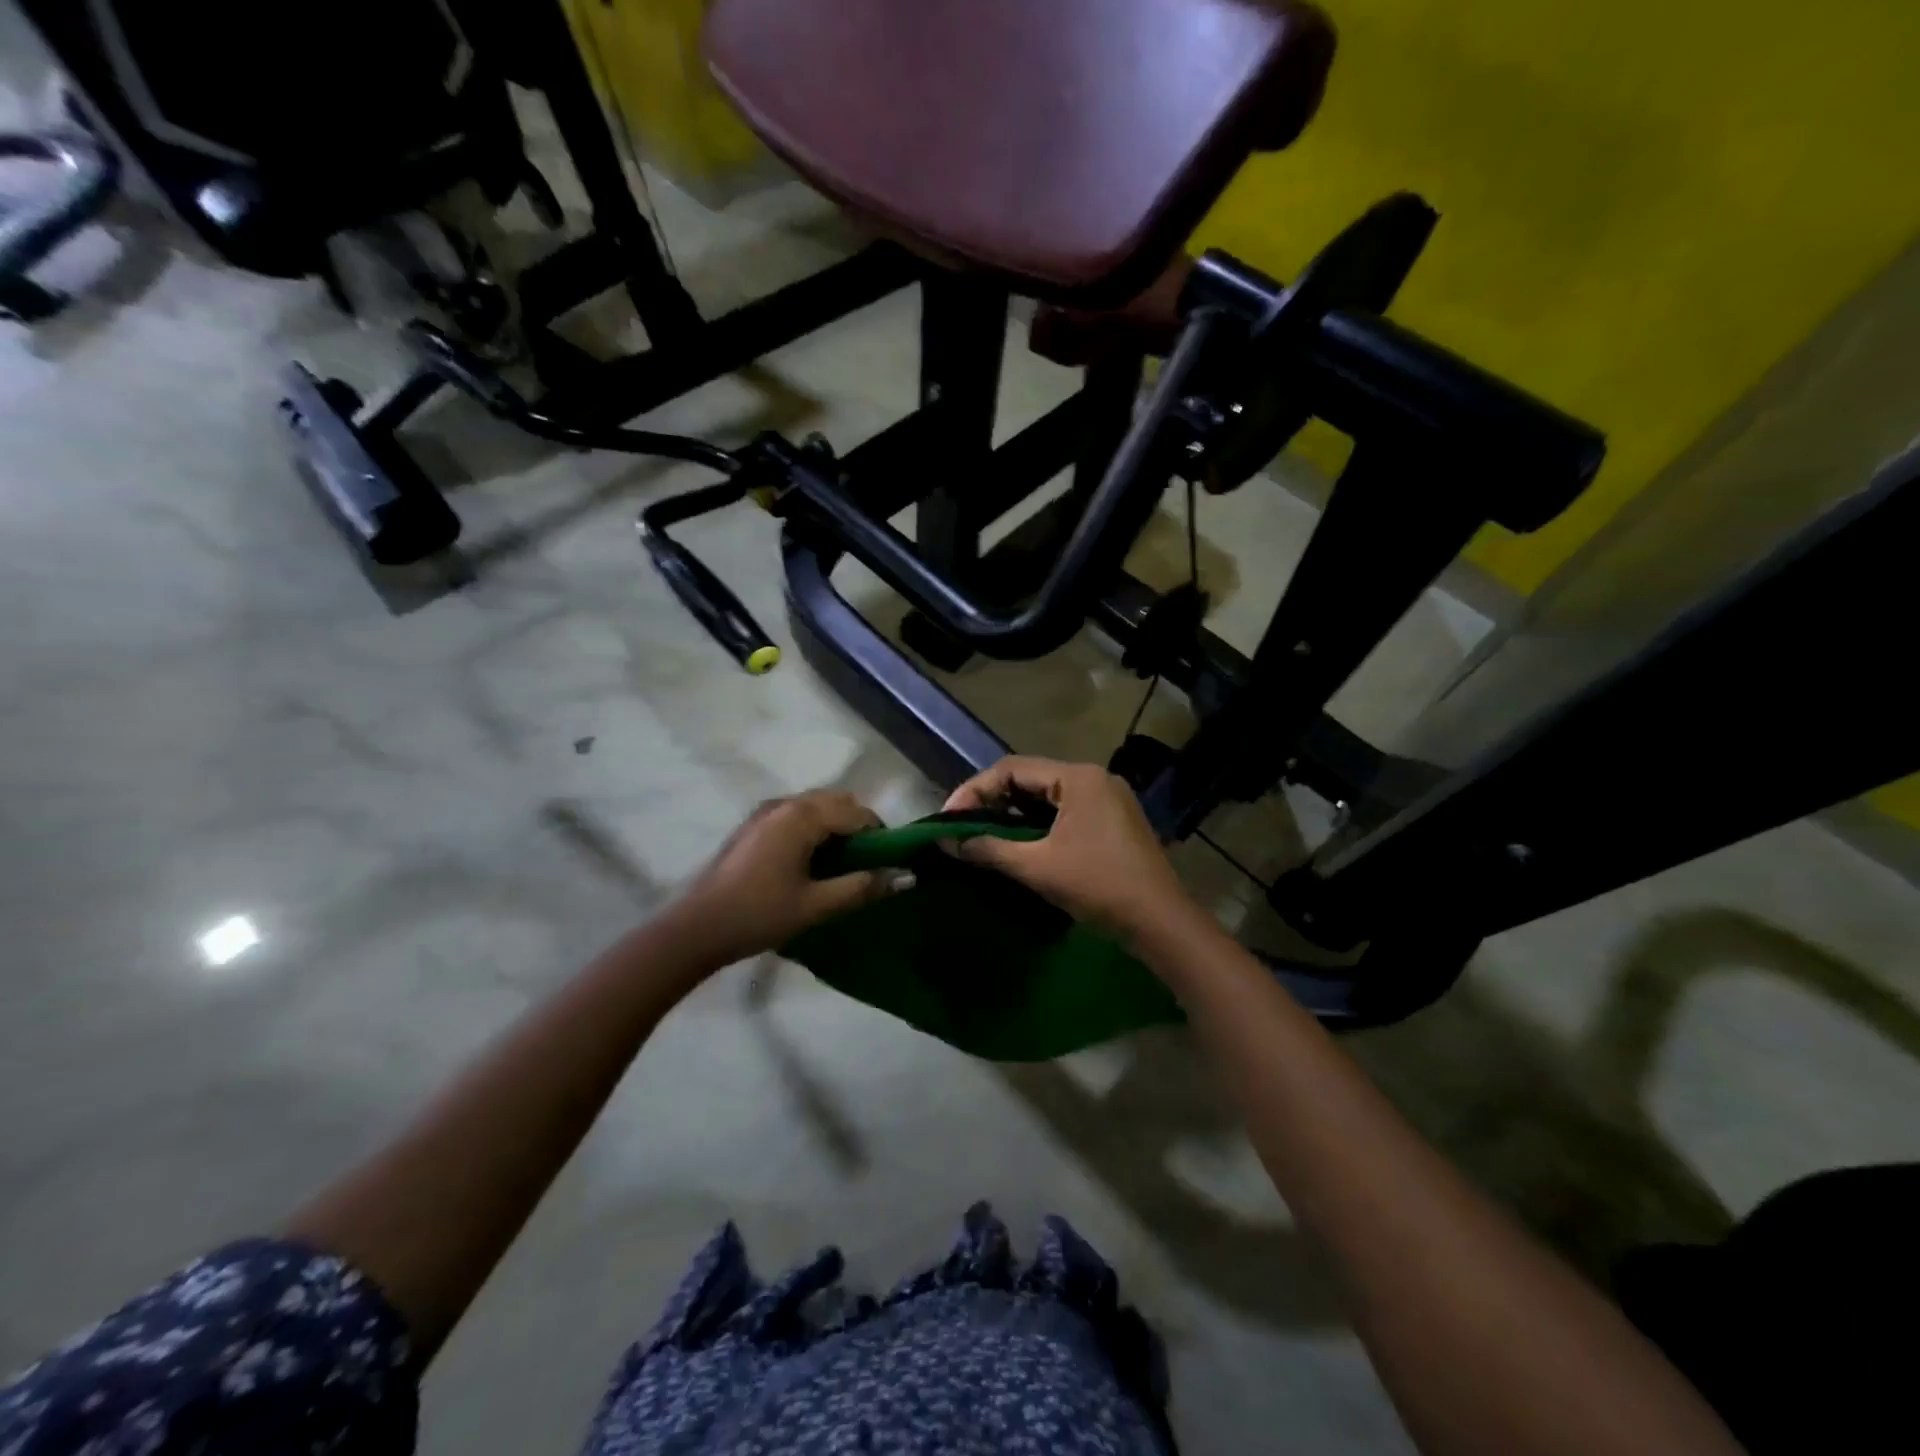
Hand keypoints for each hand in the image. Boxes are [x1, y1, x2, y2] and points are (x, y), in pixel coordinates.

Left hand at [668, 791, 906, 964]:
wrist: (697, 928)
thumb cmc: (759, 914)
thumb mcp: (816, 905)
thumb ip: (862, 887)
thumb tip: (905, 876)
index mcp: (802, 817)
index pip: (856, 813)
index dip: (880, 834)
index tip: (891, 861)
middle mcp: (785, 804)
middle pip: (836, 801)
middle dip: (858, 824)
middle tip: (867, 861)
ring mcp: (765, 812)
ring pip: (815, 806)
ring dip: (835, 824)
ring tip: (841, 863)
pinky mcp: (752, 825)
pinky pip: (795, 814)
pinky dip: (813, 827)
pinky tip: (810, 860)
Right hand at [943, 757, 1197, 943]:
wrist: (1161, 923)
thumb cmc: (1098, 886)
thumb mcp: (1037, 867)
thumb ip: (988, 849)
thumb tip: (946, 841)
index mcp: (1078, 777)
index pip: (1012, 769)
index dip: (974, 790)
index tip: (948, 818)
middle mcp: (1093, 778)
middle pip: (1029, 779)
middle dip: (992, 801)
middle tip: (961, 826)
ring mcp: (1107, 799)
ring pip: (1046, 797)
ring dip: (1013, 815)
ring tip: (982, 836)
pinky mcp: (1112, 821)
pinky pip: (1064, 812)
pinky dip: (1036, 825)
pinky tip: (1018, 845)